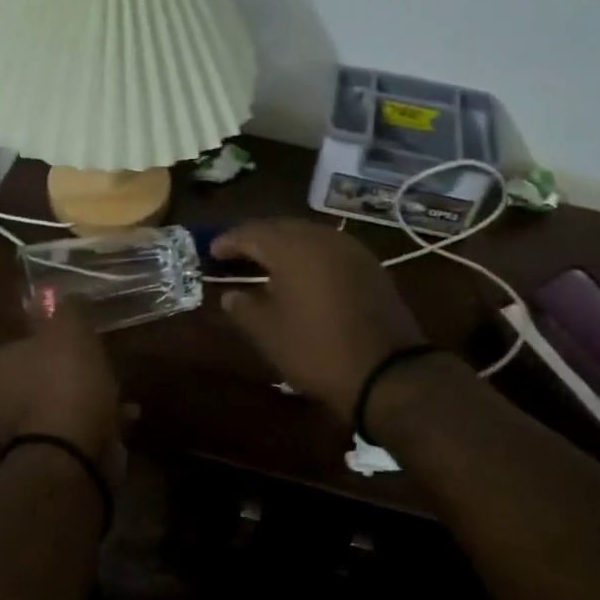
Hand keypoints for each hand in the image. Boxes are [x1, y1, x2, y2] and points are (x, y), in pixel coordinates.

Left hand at [0, 307, 126, 478]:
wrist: (72, 454)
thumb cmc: (64, 381)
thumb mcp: (69, 329)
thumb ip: (67, 310)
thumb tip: (64, 296)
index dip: (22, 345)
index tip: (48, 340)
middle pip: (26, 381)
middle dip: (56, 373)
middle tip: (87, 361)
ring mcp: (24, 436)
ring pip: (54, 406)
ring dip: (82, 397)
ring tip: (115, 387)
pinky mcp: (52, 458)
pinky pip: (77, 430)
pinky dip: (99, 421)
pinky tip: (127, 414)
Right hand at [211, 219, 425, 419]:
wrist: (388, 372)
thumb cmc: (317, 352)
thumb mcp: (269, 334)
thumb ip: (244, 308)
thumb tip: (230, 294)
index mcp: (293, 249)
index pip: (252, 233)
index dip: (229, 240)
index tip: (211, 251)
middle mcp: (322, 238)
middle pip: (281, 227)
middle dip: (256, 238)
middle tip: (235, 254)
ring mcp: (350, 249)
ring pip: (308, 234)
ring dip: (284, 244)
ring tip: (265, 262)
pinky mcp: (369, 265)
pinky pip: (329, 248)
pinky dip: (308, 254)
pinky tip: (301, 273)